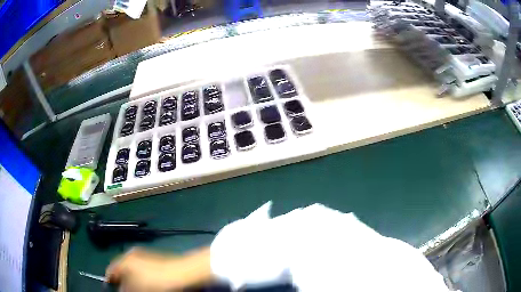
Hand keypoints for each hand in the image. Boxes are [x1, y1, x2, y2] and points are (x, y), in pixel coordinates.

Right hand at [106, 247, 212, 291]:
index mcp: (125, 260)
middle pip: (121, 269)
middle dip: (121, 280)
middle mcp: (132, 255)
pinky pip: (143, 269)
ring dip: (131, 280)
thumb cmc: (157, 282)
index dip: (110, 279)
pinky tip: (147, 284)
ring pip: (132, 269)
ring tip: (136, 288)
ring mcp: (145, 256)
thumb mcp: (137, 288)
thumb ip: (125, 289)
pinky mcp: (156, 259)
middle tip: (124, 289)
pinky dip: (141, 277)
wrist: (184, 273)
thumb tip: (121, 289)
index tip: (110, 287)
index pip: (111, 270)